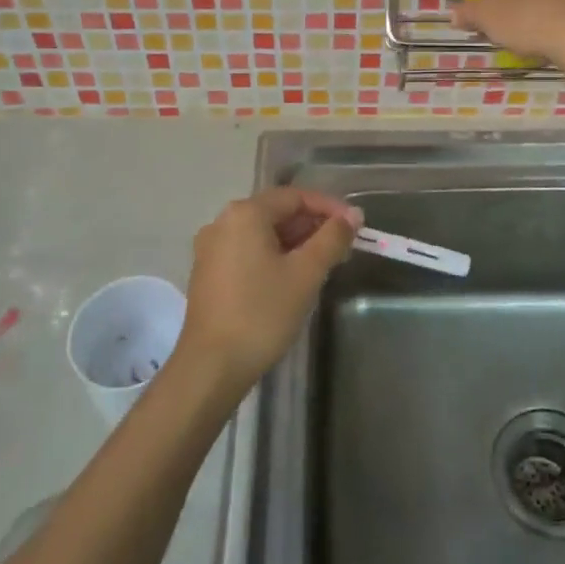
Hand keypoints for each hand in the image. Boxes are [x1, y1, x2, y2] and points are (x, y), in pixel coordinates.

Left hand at [179, 187, 363, 389]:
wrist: (211, 367)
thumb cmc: (262, 313)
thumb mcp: (306, 274)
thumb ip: (332, 239)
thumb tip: (352, 216)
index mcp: (245, 213)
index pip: (295, 196)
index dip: (329, 207)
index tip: (356, 225)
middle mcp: (223, 222)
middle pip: (277, 212)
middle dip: (312, 225)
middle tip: (344, 246)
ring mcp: (211, 248)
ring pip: (263, 233)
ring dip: (295, 242)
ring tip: (324, 262)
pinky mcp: (208, 272)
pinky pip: (248, 251)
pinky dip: (274, 255)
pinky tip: (293, 277)